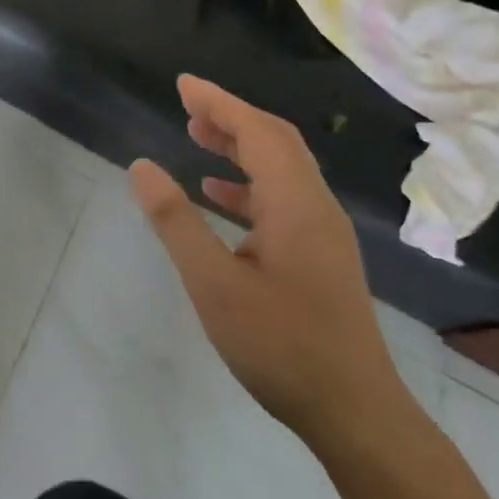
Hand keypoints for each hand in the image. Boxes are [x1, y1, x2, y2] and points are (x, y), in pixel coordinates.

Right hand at [130, 75, 410, 452]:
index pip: (256, 131)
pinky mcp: (322, 255)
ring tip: (197, 136)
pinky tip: (219, 195)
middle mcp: (316, 206)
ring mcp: (323, 232)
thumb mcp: (213, 284)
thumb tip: (141, 166)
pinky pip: (284, 196)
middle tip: (187, 104)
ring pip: (282, 167)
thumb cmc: (281, 345)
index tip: (183, 84)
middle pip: (275, 141)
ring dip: (241, 145)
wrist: (357, 415)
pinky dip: (250, 181)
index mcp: (295, 203)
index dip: (218, 102)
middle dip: (230, 115)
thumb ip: (175, 221)